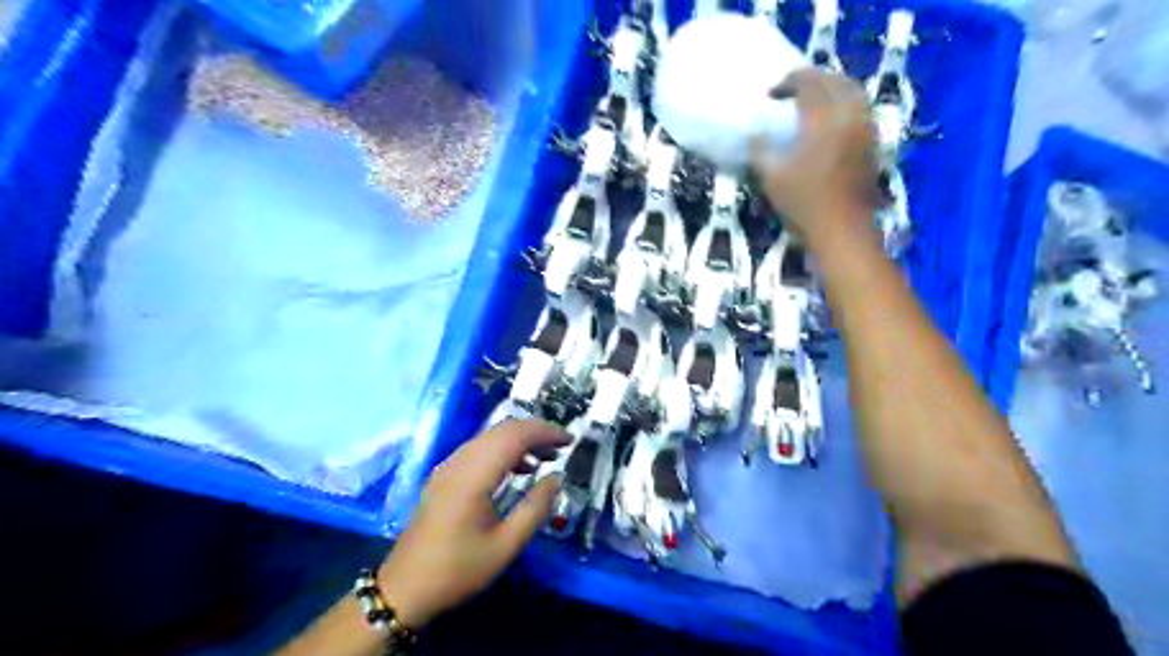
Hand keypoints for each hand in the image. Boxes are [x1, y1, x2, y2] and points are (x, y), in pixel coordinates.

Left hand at [378, 420, 568, 630]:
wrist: (404, 589)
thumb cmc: (458, 570)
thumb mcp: (506, 545)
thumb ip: (535, 508)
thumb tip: (556, 478)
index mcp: (473, 476)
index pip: (514, 436)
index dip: (545, 432)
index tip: (570, 440)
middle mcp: (459, 462)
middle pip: (502, 429)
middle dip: (535, 432)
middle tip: (562, 447)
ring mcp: (448, 467)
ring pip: (490, 437)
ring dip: (520, 440)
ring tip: (546, 458)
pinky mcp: (444, 475)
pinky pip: (479, 449)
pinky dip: (503, 450)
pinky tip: (519, 470)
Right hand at [753, 67, 882, 254]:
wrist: (842, 229)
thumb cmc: (804, 203)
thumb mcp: (772, 177)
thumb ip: (761, 150)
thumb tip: (756, 134)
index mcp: (823, 120)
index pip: (809, 84)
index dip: (788, 82)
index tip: (770, 93)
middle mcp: (849, 116)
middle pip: (835, 80)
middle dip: (812, 78)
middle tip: (791, 87)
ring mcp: (865, 128)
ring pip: (853, 91)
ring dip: (832, 86)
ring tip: (813, 96)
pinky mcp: (872, 142)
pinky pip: (860, 108)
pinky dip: (844, 101)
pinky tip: (831, 115)